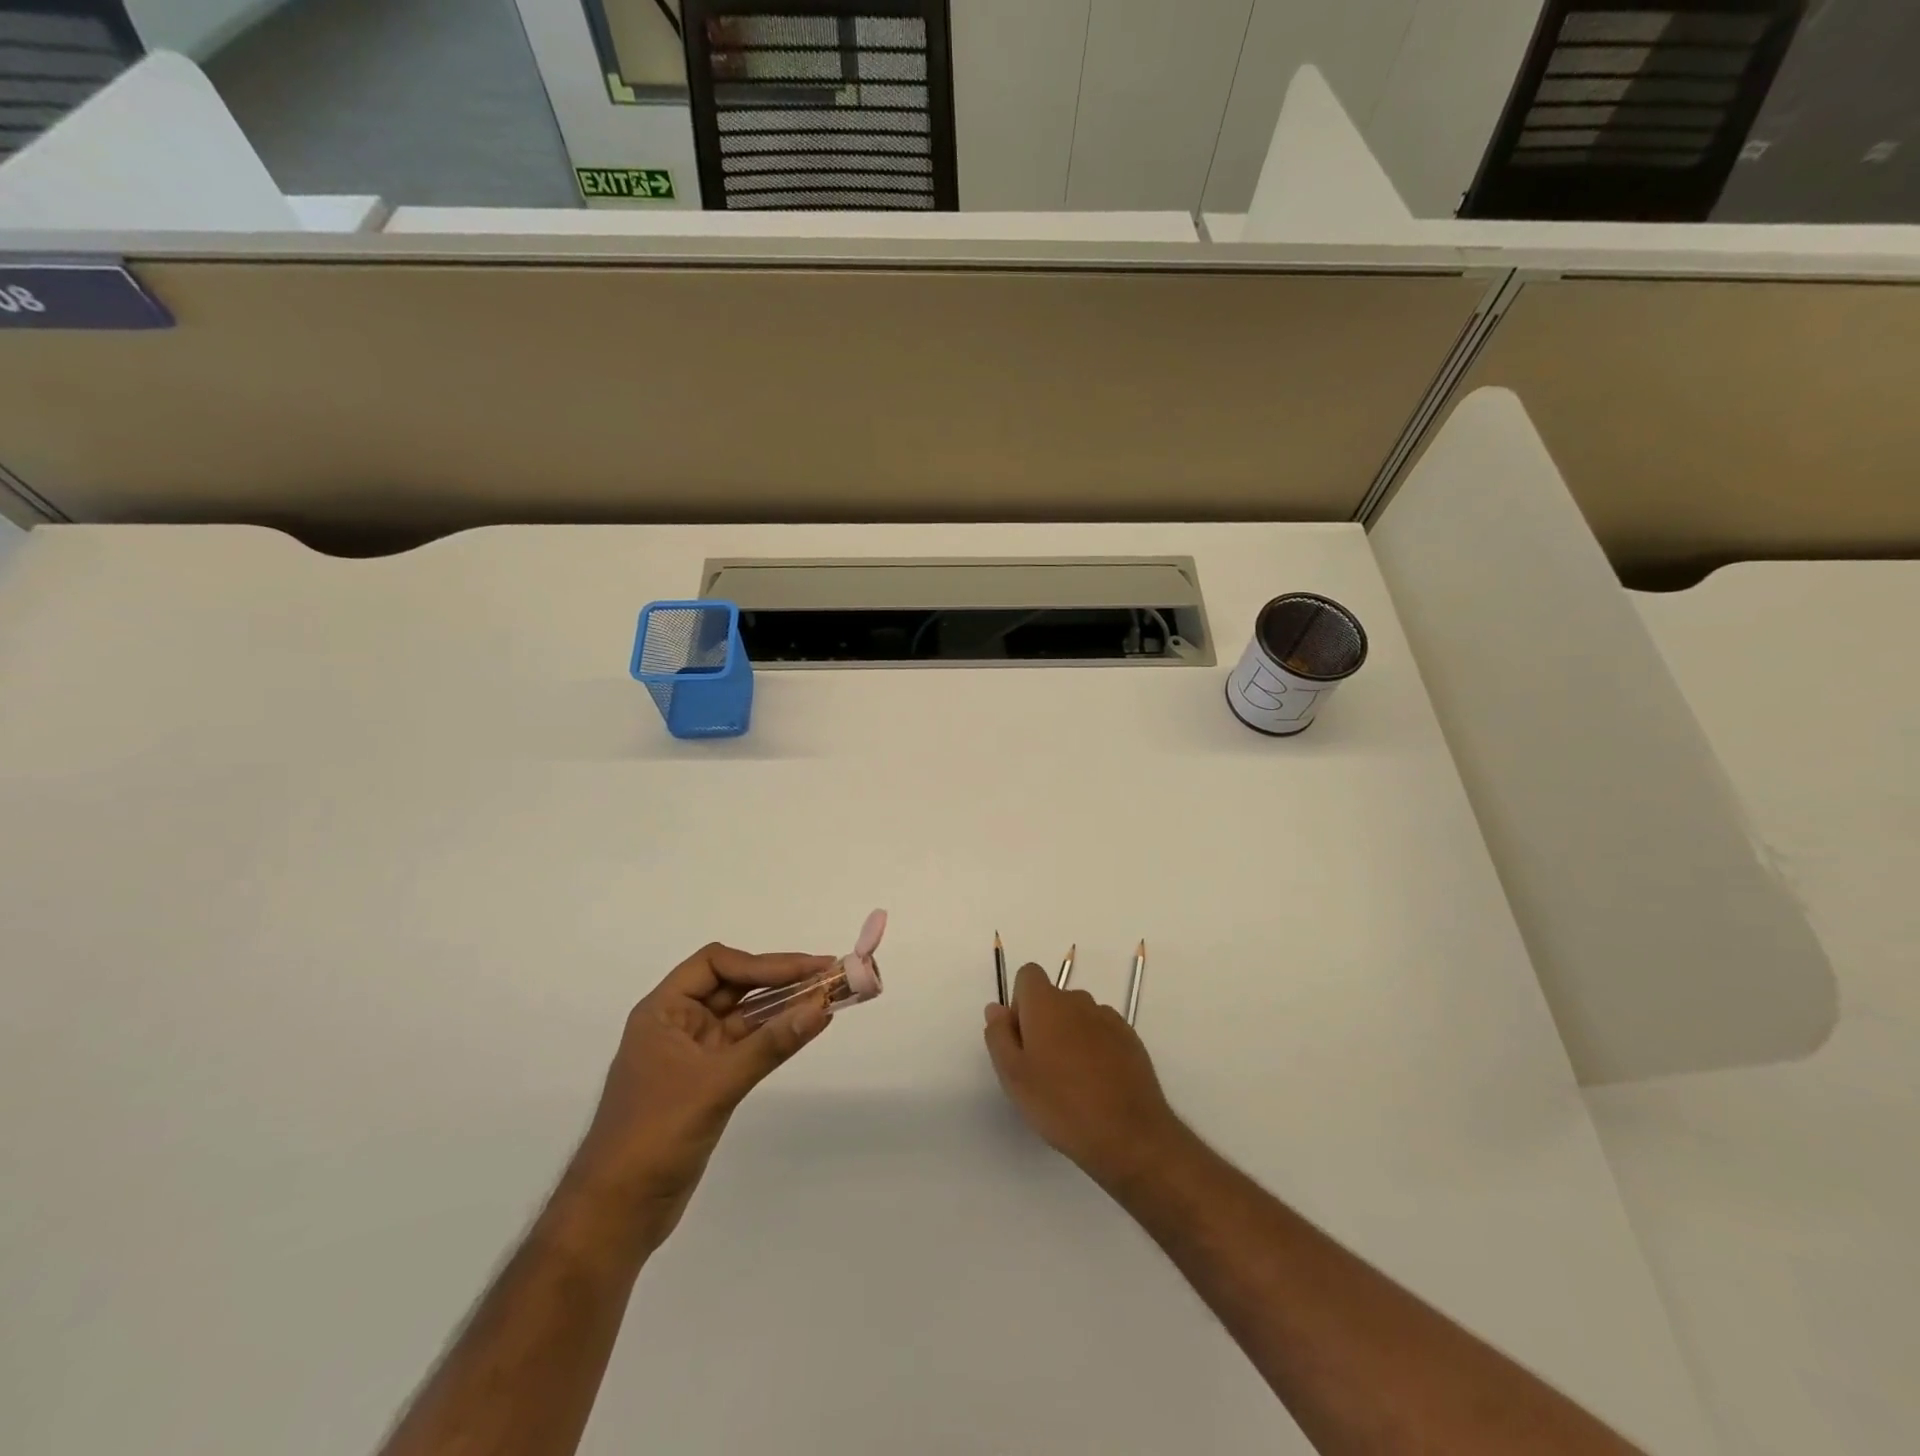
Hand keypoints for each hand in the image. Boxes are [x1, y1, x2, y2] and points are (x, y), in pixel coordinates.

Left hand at [564, 944, 836, 1250]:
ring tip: (827, 996)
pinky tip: (806, 1028)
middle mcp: (678, 1024)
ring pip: (744, 1016)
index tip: (805, 969)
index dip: (761, 963)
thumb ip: (770, 1045)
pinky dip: (776, 1036)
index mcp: (664, 1011)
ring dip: (783, 1006)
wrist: (615, 1215)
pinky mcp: (708, 1082)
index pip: (715, 964)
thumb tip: (820, 1008)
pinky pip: (748, 1046)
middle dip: (780, 979)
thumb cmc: (654, 1136)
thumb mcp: (715, 1085)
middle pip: (734, 986)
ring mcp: (694, 1054)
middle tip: (828, 974)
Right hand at [984, 962, 1184, 1187]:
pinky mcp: (1131, 1040)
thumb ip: (999, 1036)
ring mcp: (1109, 1019)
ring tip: (1071, 1082)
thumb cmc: (1060, 1104)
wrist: (1129, 1135)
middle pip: (1053, 999)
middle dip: (1044, 1023)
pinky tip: (1097, 1085)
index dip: (1019, 1002)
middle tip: (1041, 1069)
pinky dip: (1095, 1049)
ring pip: (1079, 1017)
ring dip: (1070, 1036)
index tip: (1022, 1039)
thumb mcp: (1013, 1076)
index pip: (1028, 975)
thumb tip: (996, 1008)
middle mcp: (1078, 1001)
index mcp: (1046, 1003)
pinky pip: (1103, 1033)